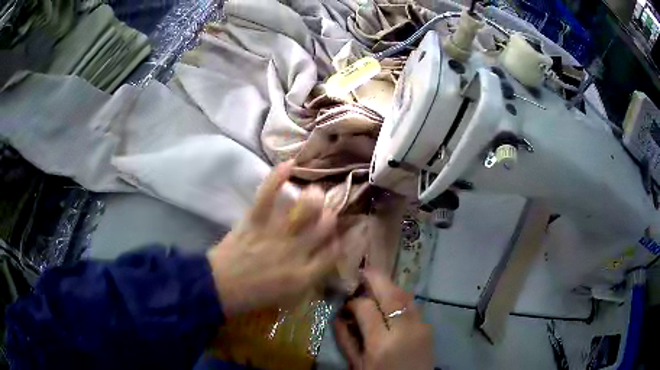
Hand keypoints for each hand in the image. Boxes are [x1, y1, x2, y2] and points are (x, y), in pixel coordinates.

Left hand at [207, 162, 339, 316]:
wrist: (220, 288)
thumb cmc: (254, 295)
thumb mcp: (289, 295)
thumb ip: (310, 275)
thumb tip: (323, 254)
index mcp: (305, 275)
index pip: (334, 251)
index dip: (339, 239)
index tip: (336, 235)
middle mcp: (296, 252)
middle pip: (326, 225)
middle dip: (330, 215)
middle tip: (326, 211)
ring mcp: (276, 235)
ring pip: (306, 208)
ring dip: (314, 197)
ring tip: (314, 192)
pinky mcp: (255, 221)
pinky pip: (269, 195)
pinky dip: (278, 177)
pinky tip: (290, 164)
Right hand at [334, 269, 432, 369]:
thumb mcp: (357, 365)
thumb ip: (346, 339)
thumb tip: (339, 315)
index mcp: (382, 344)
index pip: (367, 308)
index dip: (354, 300)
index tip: (347, 301)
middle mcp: (406, 330)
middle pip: (391, 294)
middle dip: (375, 278)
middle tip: (362, 270)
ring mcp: (422, 327)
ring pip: (406, 295)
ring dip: (389, 286)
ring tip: (375, 284)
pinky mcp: (429, 327)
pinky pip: (413, 306)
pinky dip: (400, 298)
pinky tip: (390, 302)